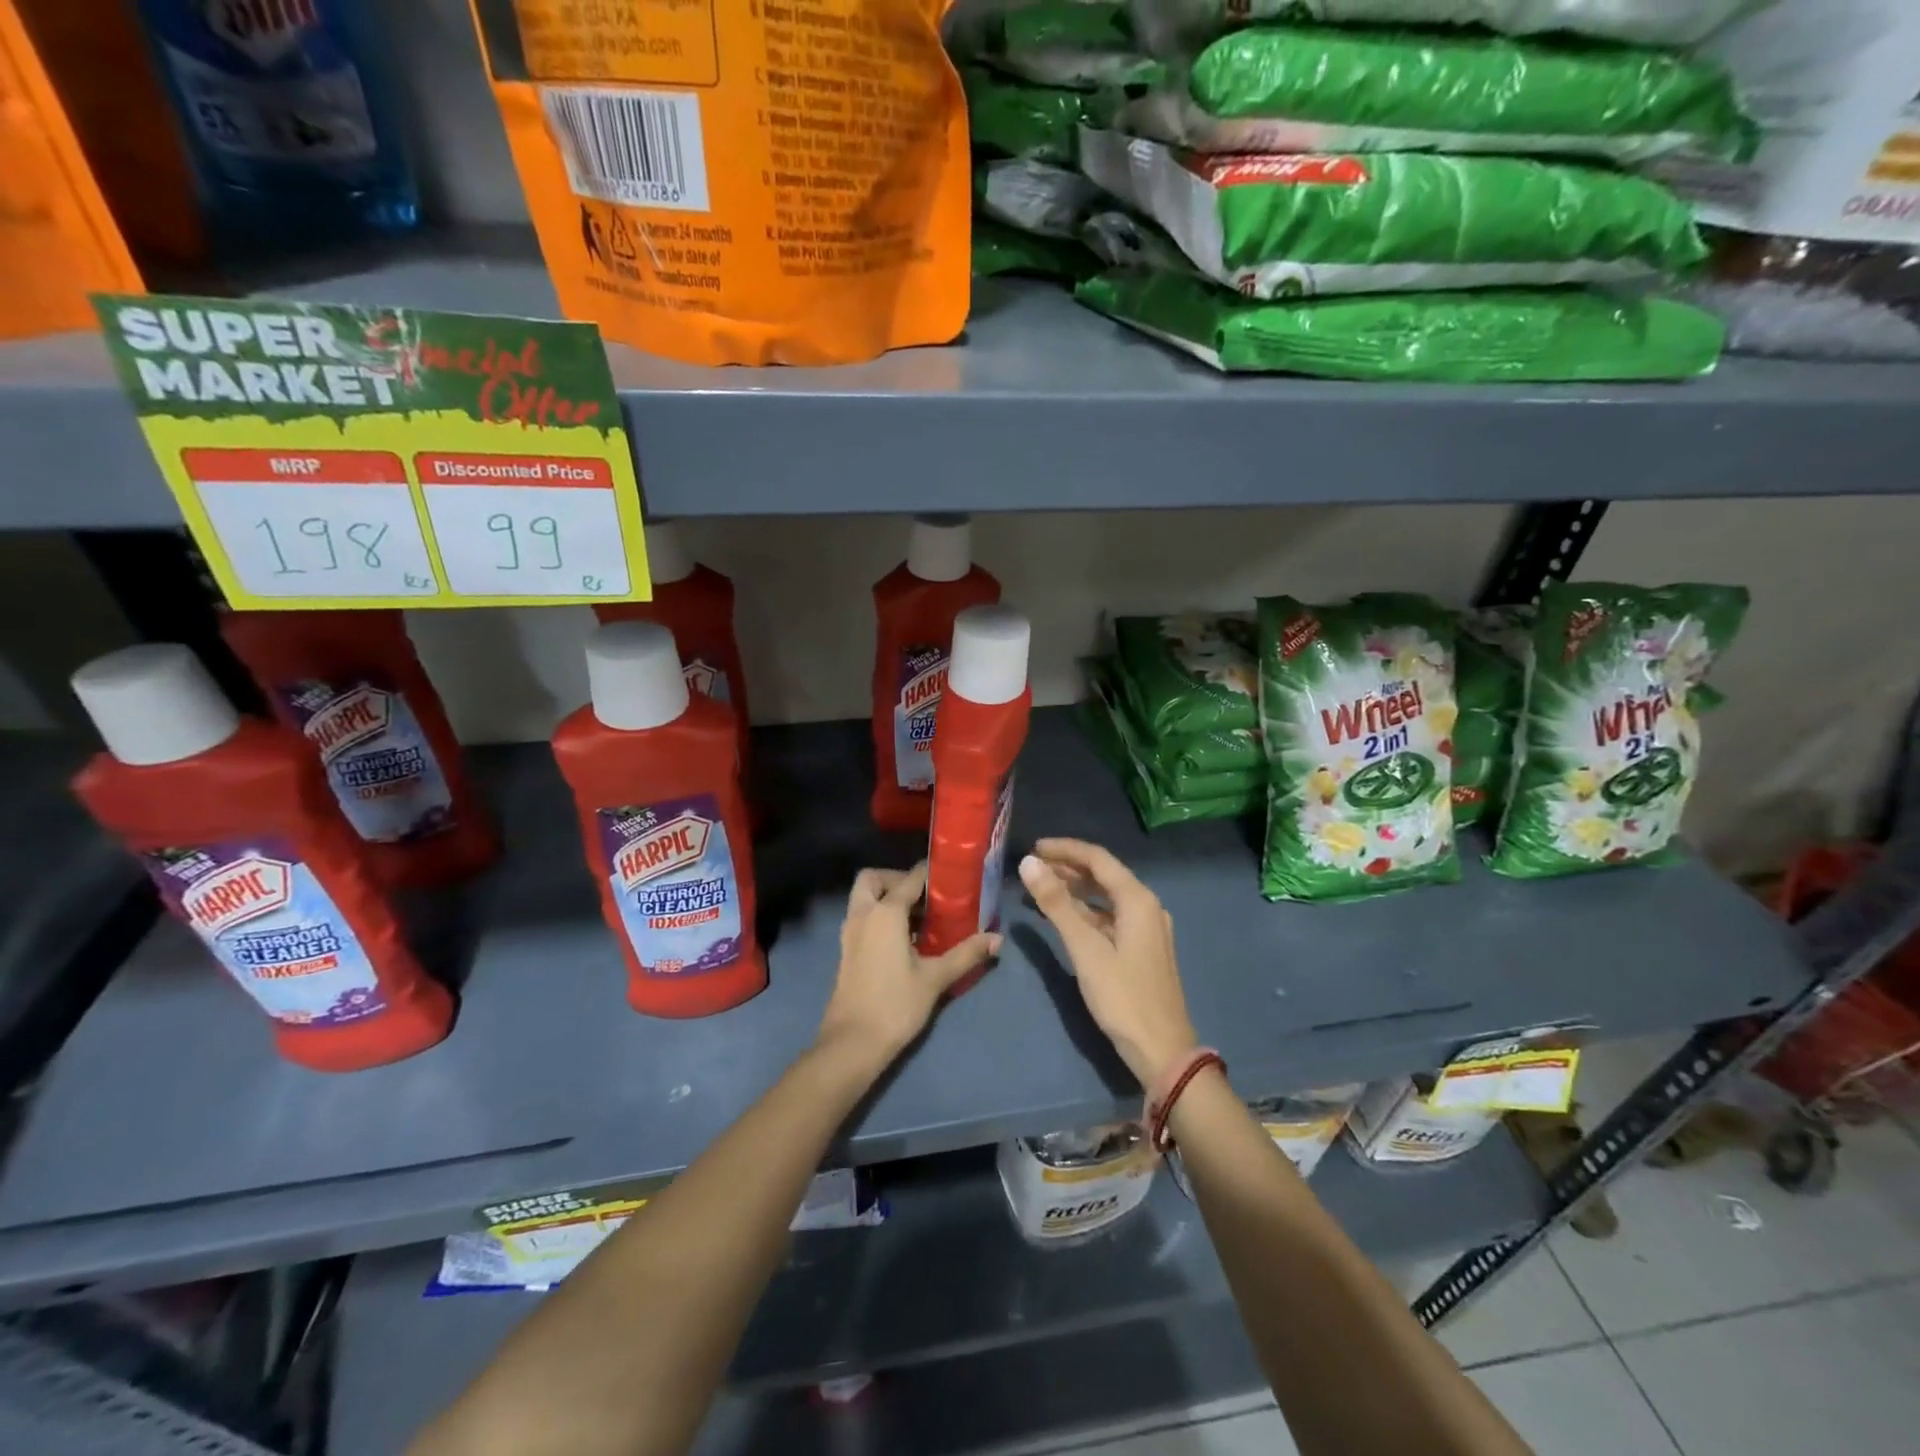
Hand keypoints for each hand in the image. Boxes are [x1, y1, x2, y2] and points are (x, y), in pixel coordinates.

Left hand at [816, 863, 999, 1069]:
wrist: (852, 1043)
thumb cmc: (895, 1004)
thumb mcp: (935, 978)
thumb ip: (966, 954)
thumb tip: (997, 939)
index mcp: (885, 912)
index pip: (910, 878)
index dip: (930, 873)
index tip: (951, 877)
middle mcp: (863, 914)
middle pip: (873, 879)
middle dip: (896, 879)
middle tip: (923, 896)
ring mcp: (850, 933)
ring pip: (863, 898)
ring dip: (886, 898)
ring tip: (919, 918)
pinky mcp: (846, 950)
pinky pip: (862, 918)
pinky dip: (879, 916)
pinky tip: (904, 939)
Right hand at [1019, 839, 1197, 1086]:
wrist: (1162, 1050)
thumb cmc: (1122, 997)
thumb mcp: (1085, 948)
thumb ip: (1056, 903)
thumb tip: (1028, 863)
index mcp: (1138, 900)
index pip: (1098, 859)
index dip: (1065, 849)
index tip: (1034, 847)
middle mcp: (1146, 906)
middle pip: (1103, 875)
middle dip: (1068, 867)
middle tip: (1033, 867)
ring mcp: (1146, 928)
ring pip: (1106, 897)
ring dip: (1075, 889)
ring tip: (1041, 887)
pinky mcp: (1142, 948)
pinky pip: (1109, 917)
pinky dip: (1085, 911)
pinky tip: (1064, 917)